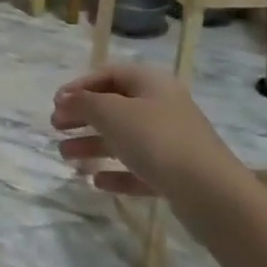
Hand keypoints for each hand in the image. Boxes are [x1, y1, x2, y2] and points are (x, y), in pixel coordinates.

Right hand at [52, 66, 252, 237]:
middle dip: (82, 116)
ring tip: (65, 157)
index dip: (79, 86)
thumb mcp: (112, 113)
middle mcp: (162, 106)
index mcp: (150, 82)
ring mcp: (171, 141)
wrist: (211, 192)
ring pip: (124, 138)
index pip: (108, 74)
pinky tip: (97, 181)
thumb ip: (84, 102)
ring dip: (92, 144)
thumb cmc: (157, 140)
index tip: (55, 103)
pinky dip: (117, 172)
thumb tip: (66, 99)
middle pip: (114, 106)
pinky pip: (139, 168)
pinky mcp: (176, 174)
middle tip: (56, 128)